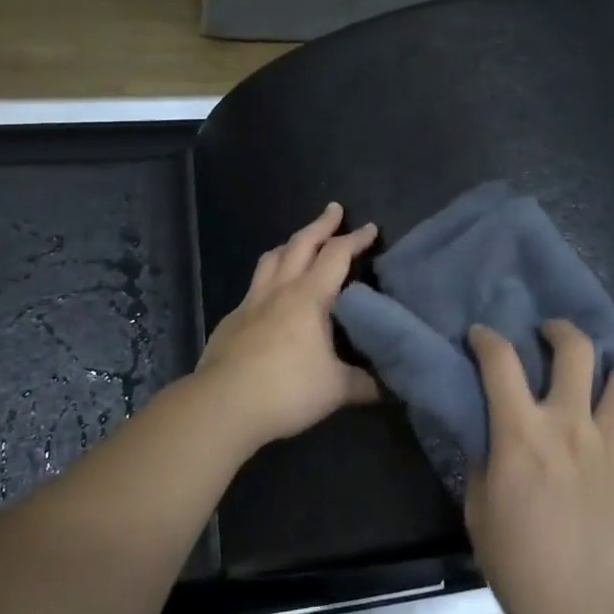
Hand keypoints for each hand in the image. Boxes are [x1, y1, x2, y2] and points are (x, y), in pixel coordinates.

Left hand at [195, 202, 379, 448]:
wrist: (223, 404)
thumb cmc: (287, 390)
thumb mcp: (337, 390)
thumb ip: (365, 383)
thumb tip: (390, 385)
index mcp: (309, 297)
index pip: (336, 255)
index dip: (355, 239)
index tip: (370, 228)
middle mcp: (280, 290)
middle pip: (301, 244)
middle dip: (321, 224)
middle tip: (334, 210)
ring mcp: (251, 302)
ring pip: (271, 258)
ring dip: (290, 244)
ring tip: (300, 242)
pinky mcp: (232, 319)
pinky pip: (254, 286)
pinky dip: (268, 278)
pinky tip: (271, 295)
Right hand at [465, 320, 613, 613]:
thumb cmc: (520, 565)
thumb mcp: (479, 509)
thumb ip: (485, 461)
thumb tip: (492, 435)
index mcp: (522, 431)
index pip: (499, 360)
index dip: (487, 338)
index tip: (482, 337)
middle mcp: (571, 424)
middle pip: (575, 349)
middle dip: (561, 332)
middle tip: (553, 339)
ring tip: (606, 394)